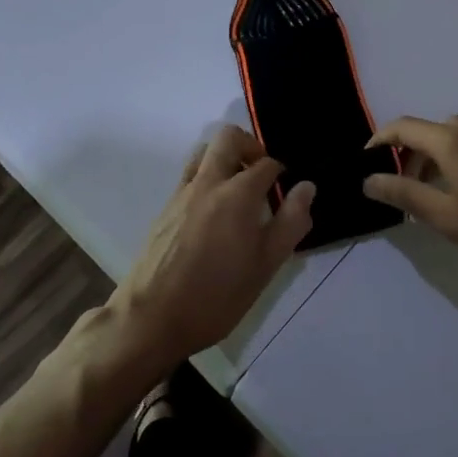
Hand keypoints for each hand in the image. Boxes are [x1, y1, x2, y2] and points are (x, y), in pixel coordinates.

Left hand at [112, 125, 315, 368]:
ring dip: (225, 158)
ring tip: (238, 190)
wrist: (150, 318)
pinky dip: (207, 177)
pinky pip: (190, 175)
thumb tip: (307, 187)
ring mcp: (182, 193)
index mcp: (237, 193)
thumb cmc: (216, 295)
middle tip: (262, 175)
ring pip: (204, 152)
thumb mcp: (266, 265)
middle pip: (228, 138)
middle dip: (251, 146)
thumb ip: (291, 222)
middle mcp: (208, 182)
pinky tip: (214, 214)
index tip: (286, 192)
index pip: (267, 164)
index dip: (282, 173)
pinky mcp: (165, 208)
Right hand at [363, 116, 457, 283]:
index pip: (403, 127)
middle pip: (426, 131)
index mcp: (452, 141)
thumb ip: (405, 194)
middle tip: (396, 188)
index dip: (379, 140)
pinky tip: (456, 192)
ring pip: (448, 137)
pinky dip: (450, 159)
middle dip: (405, 154)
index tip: (365, 161)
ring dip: (429, 158)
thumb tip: (369, 180)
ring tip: (424, 195)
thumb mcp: (446, 216)